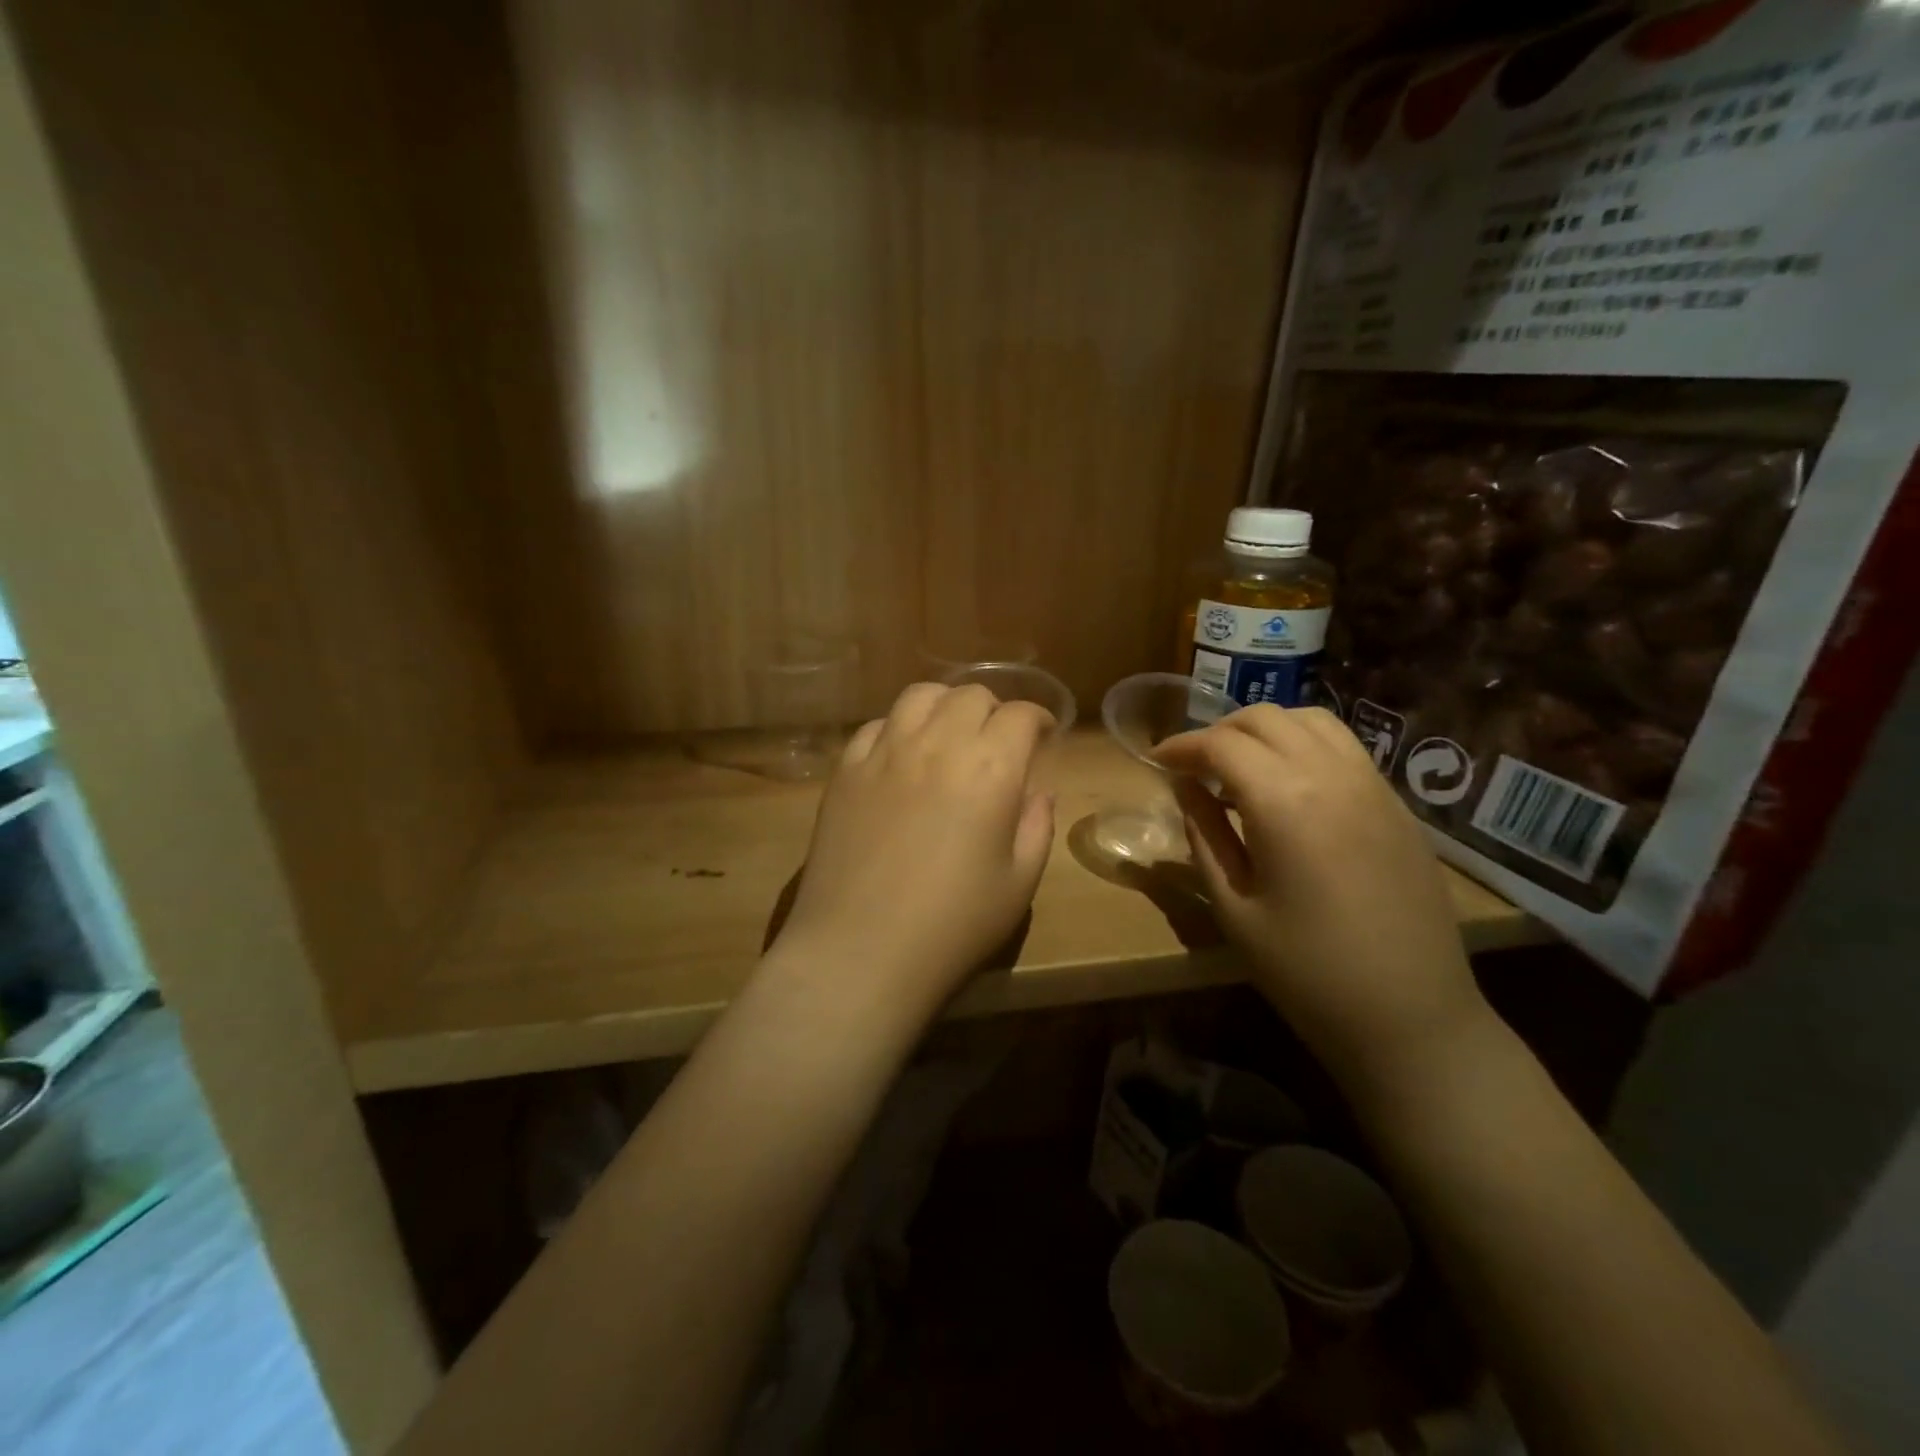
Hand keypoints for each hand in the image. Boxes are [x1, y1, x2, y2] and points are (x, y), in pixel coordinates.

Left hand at [772, 682, 1056, 1019]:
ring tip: (948, 735)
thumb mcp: (1019, 884)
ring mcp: (884, 752)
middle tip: (997, 743)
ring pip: (919, 696)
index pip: (1021, 715)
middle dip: (994, 711)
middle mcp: (938, 743)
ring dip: (944, 706)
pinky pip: (875, 725)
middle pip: (971, 695)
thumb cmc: (953, 926)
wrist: (861, 951)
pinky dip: (898, 729)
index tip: (1043, 738)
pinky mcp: (845, 769)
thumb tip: (1036, 792)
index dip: (1039, 720)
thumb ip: (1036, 827)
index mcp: (991, 768)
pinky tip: (901, 757)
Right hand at [1153, 705, 1487, 1080]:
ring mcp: (1373, 786)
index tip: (1156, 761)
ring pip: (1311, 721)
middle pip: (1265, 719)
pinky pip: (1344, 747)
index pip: (1221, 745)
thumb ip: (1204, 836)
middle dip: (1219, 731)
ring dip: (1265, 730)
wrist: (1412, 1018)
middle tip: (1193, 766)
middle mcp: (1332, 776)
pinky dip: (1304, 744)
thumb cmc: (1306, 972)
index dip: (1181, 746)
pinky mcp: (1397, 805)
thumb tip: (1184, 788)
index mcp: (1284, 802)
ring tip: (1241, 766)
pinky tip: (1290, 785)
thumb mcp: (1234, 907)